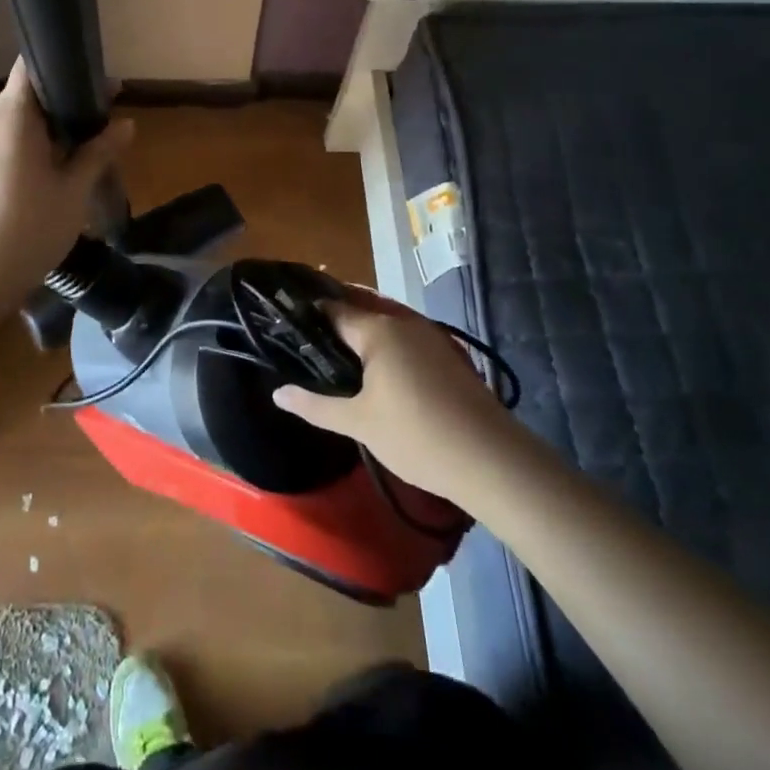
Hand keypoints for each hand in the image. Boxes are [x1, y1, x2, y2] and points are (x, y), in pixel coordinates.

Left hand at [0, 60, 134, 303]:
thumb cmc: (25, 230)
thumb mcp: (72, 192)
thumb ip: (98, 153)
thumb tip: (126, 124)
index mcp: (11, 116)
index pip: (32, 64)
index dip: (65, 64)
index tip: (97, 81)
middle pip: (28, 95)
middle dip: (66, 103)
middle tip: (104, 119)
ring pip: (17, 123)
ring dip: (50, 129)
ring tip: (86, 149)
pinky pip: (5, 146)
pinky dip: (32, 149)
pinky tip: (55, 174)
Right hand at [272, 287, 513, 498]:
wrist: (492, 460)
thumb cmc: (417, 436)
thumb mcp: (359, 423)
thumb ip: (315, 405)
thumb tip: (277, 393)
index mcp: (377, 330)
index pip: (332, 309)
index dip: (307, 315)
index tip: (284, 324)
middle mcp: (403, 322)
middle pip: (359, 310)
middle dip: (334, 321)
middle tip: (306, 341)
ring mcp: (429, 336)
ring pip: (384, 324)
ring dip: (361, 333)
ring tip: (335, 356)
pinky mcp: (447, 355)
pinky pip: (405, 338)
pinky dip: (385, 346)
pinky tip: (376, 371)